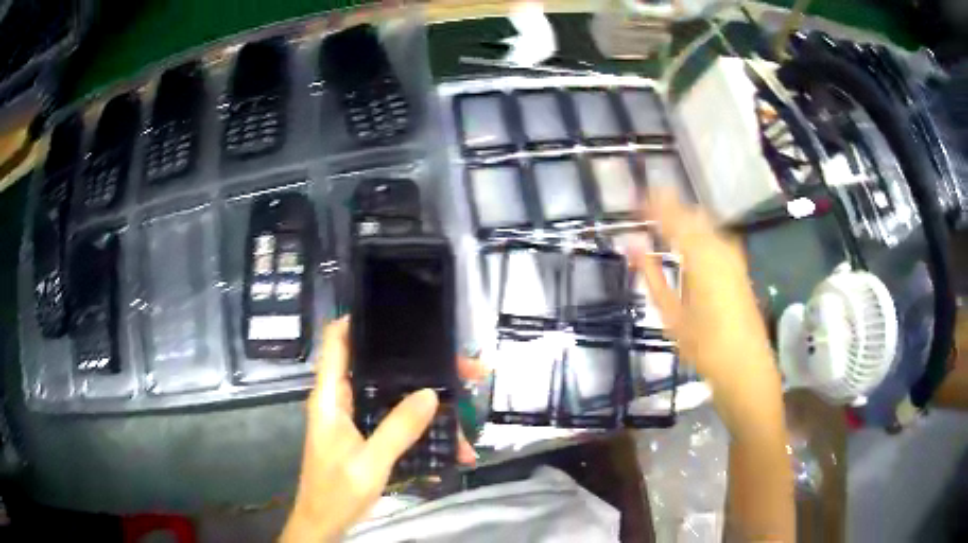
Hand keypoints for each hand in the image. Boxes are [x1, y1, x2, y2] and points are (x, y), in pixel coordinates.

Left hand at [281, 319, 485, 542]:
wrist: (324, 523)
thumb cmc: (336, 492)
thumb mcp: (369, 463)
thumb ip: (397, 429)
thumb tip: (431, 393)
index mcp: (330, 397)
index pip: (336, 342)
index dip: (360, 320)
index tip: (399, 313)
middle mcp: (341, 399)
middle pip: (378, 366)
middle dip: (420, 364)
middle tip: (463, 366)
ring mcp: (354, 417)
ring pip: (392, 394)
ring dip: (428, 398)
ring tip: (467, 405)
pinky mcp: (365, 434)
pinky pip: (395, 419)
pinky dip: (422, 425)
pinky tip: (450, 441)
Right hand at [629, 189, 782, 434]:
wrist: (746, 367)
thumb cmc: (704, 347)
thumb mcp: (671, 315)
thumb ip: (651, 275)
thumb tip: (630, 245)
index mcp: (701, 257)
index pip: (673, 217)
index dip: (654, 205)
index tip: (635, 199)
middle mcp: (720, 247)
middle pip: (692, 215)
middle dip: (670, 207)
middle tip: (647, 210)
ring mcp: (734, 256)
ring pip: (706, 224)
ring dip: (685, 219)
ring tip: (664, 224)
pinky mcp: (740, 266)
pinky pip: (716, 236)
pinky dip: (699, 232)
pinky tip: (690, 244)